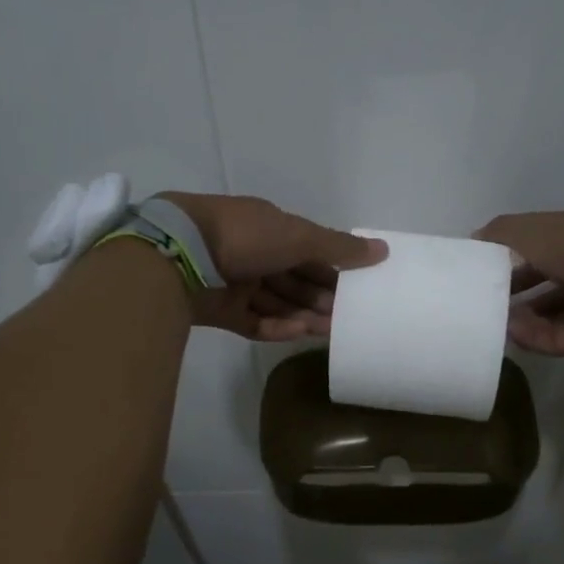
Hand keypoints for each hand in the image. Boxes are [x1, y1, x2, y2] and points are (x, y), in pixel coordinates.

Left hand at [159, 193, 386, 340]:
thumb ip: (339, 248)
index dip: (332, 270)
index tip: (357, 289)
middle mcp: (253, 255)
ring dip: (303, 315)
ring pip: (277, 303)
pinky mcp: (220, 311)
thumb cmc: (245, 236)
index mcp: (269, 229)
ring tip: (329, 331)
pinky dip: (276, 327)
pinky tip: (298, 333)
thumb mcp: (299, 236)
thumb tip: (383, 251)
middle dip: (320, 297)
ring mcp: (234, 283)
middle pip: (294, 280)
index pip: (308, 251)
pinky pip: (254, 322)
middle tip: (347, 318)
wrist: (179, 254)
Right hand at [473, 210, 563, 355]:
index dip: (509, 261)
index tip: (484, 273)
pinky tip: (515, 335)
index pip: (536, 252)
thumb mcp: (526, 229)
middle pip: (544, 287)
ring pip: (551, 316)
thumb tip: (474, 240)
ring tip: (497, 324)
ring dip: (523, 320)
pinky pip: (561, 339)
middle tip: (487, 305)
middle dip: (515, 295)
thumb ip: (497, 233)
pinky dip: (537, 337)